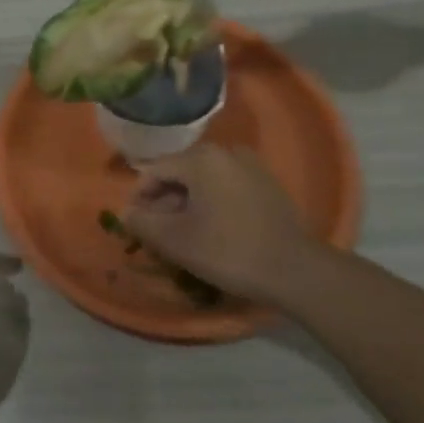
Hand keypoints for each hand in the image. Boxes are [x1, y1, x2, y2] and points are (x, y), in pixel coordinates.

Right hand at [123, 143, 331, 305]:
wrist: (295, 270)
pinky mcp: (267, 184)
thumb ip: (142, 223)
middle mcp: (225, 152)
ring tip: (185, 234)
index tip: (137, 226)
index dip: (140, 198)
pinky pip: (226, 187)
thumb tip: (127, 213)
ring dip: (188, 203)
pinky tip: (214, 230)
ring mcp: (250, 166)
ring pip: (204, 181)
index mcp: (200, 158)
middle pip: (180, 173)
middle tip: (159, 233)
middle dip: (164, 201)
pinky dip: (213, 203)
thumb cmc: (228, 251)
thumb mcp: (175, 240)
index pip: (154, 171)